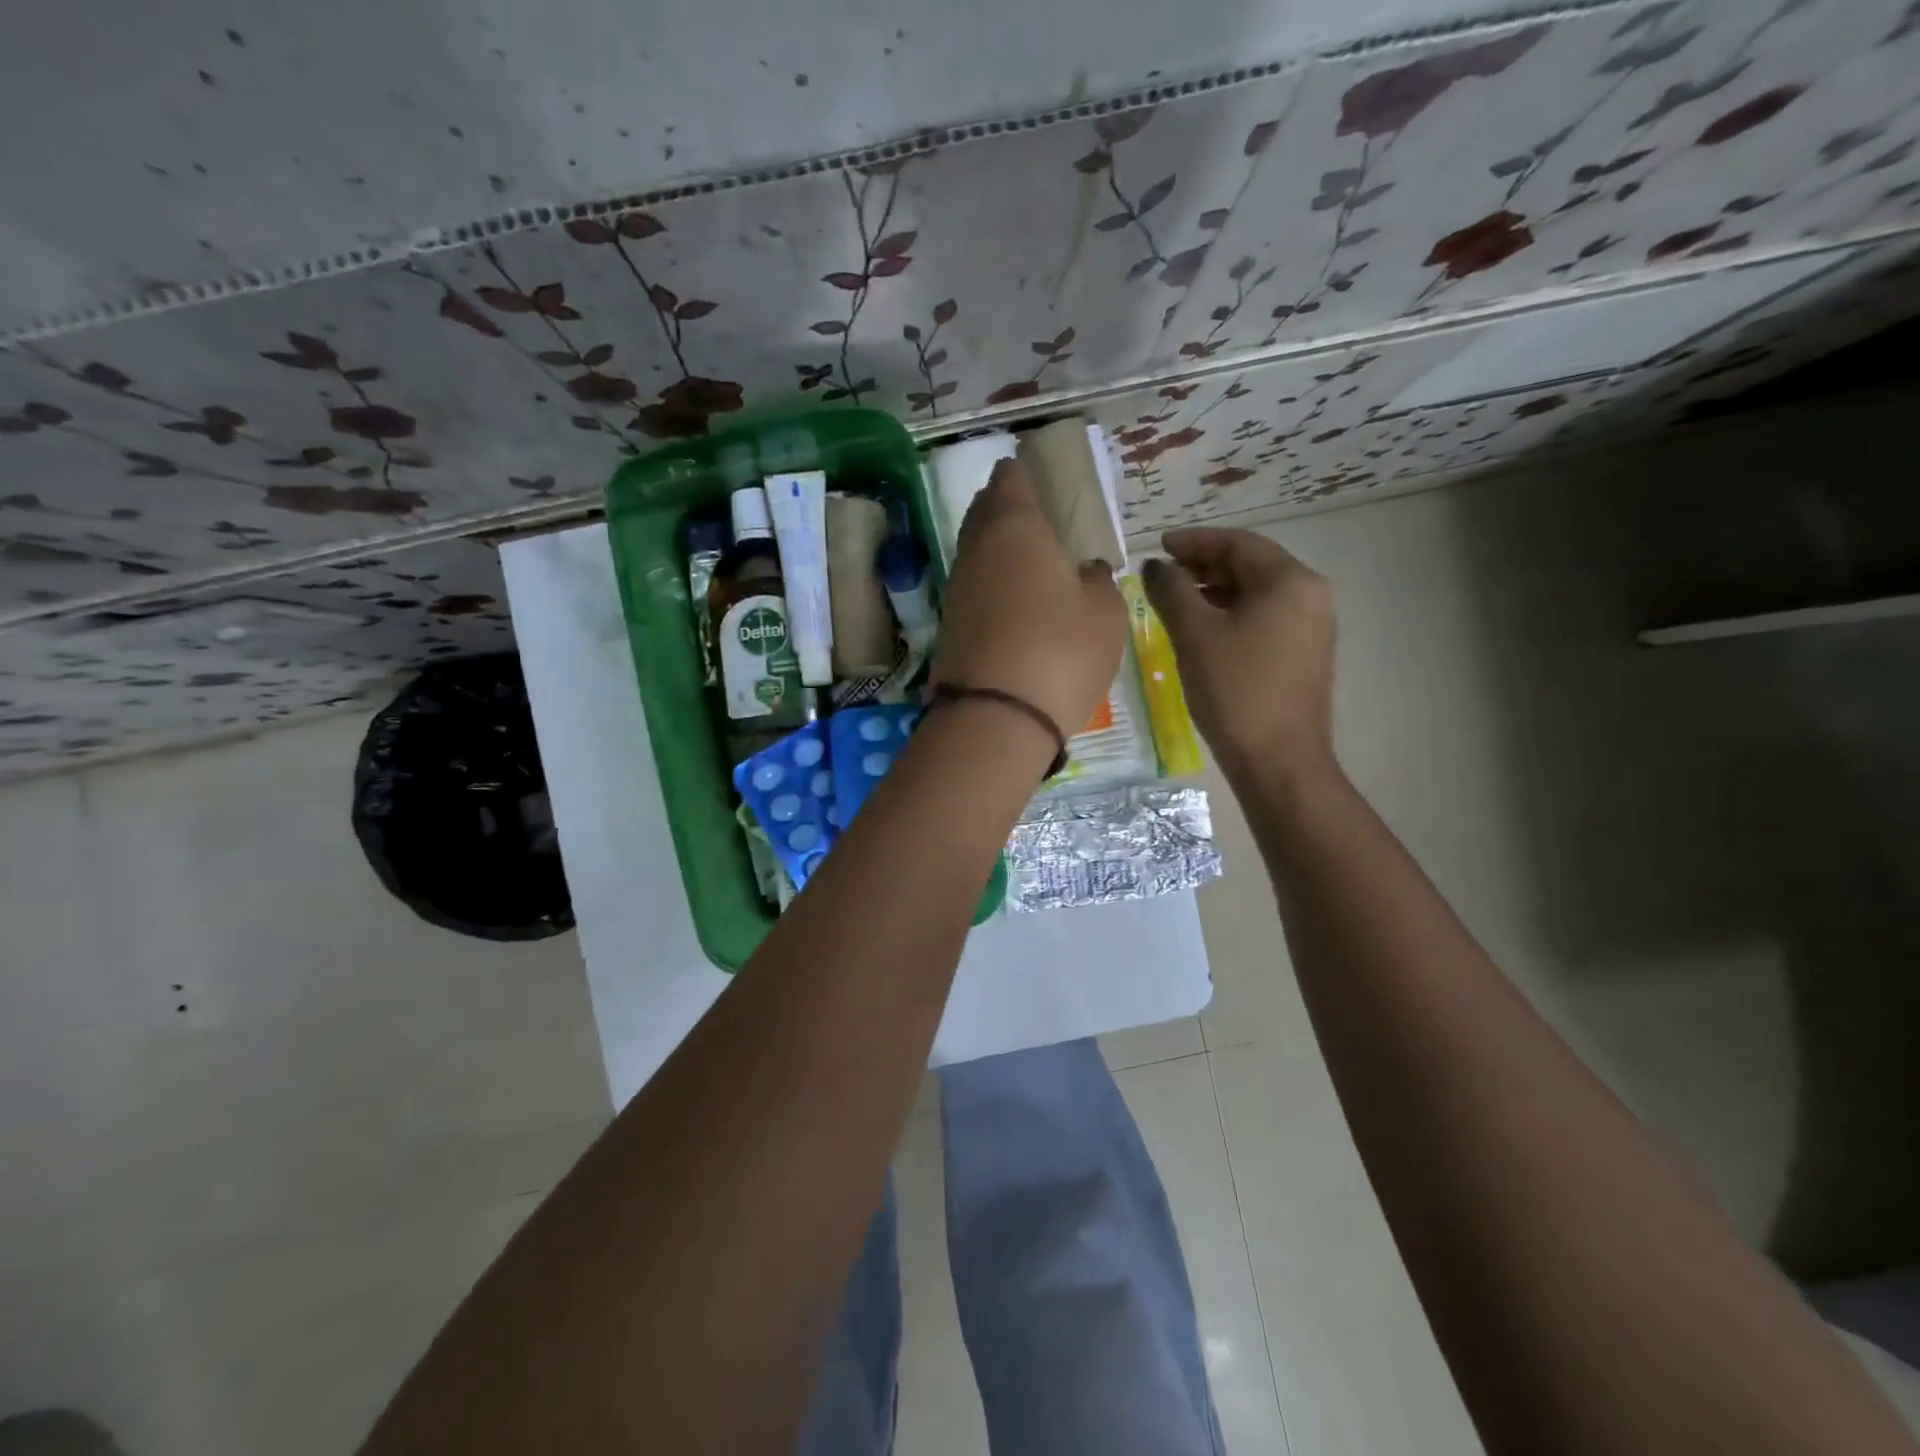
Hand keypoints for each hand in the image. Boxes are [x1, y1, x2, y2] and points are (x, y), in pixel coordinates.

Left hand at [931, 459, 1126, 744]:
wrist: (996, 716)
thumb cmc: (1061, 650)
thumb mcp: (1104, 612)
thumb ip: (1097, 581)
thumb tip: (1085, 571)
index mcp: (1016, 528)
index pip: (1010, 480)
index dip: (1019, 471)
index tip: (1028, 467)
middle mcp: (977, 550)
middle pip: (983, 512)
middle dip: (1001, 504)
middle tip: (1026, 506)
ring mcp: (957, 589)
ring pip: (975, 551)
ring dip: (994, 545)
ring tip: (1022, 551)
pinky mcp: (950, 626)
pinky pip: (973, 587)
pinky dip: (990, 582)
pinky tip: (1010, 595)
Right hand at [1142, 527, 1334, 782]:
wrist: (1279, 760)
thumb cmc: (1236, 690)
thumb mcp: (1194, 635)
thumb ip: (1170, 591)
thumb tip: (1155, 566)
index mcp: (1290, 581)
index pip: (1237, 543)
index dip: (1194, 541)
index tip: (1158, 545)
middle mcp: (1310, 595)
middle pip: (1251, 565)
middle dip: (1204, 565)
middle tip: (1163, 574)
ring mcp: (1312, 626)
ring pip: (1256, 593)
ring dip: (1215, 591)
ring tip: (1175, 601)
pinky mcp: (1305, 654)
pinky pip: (1264, 618)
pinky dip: (1231, 614)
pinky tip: (1203, 630)